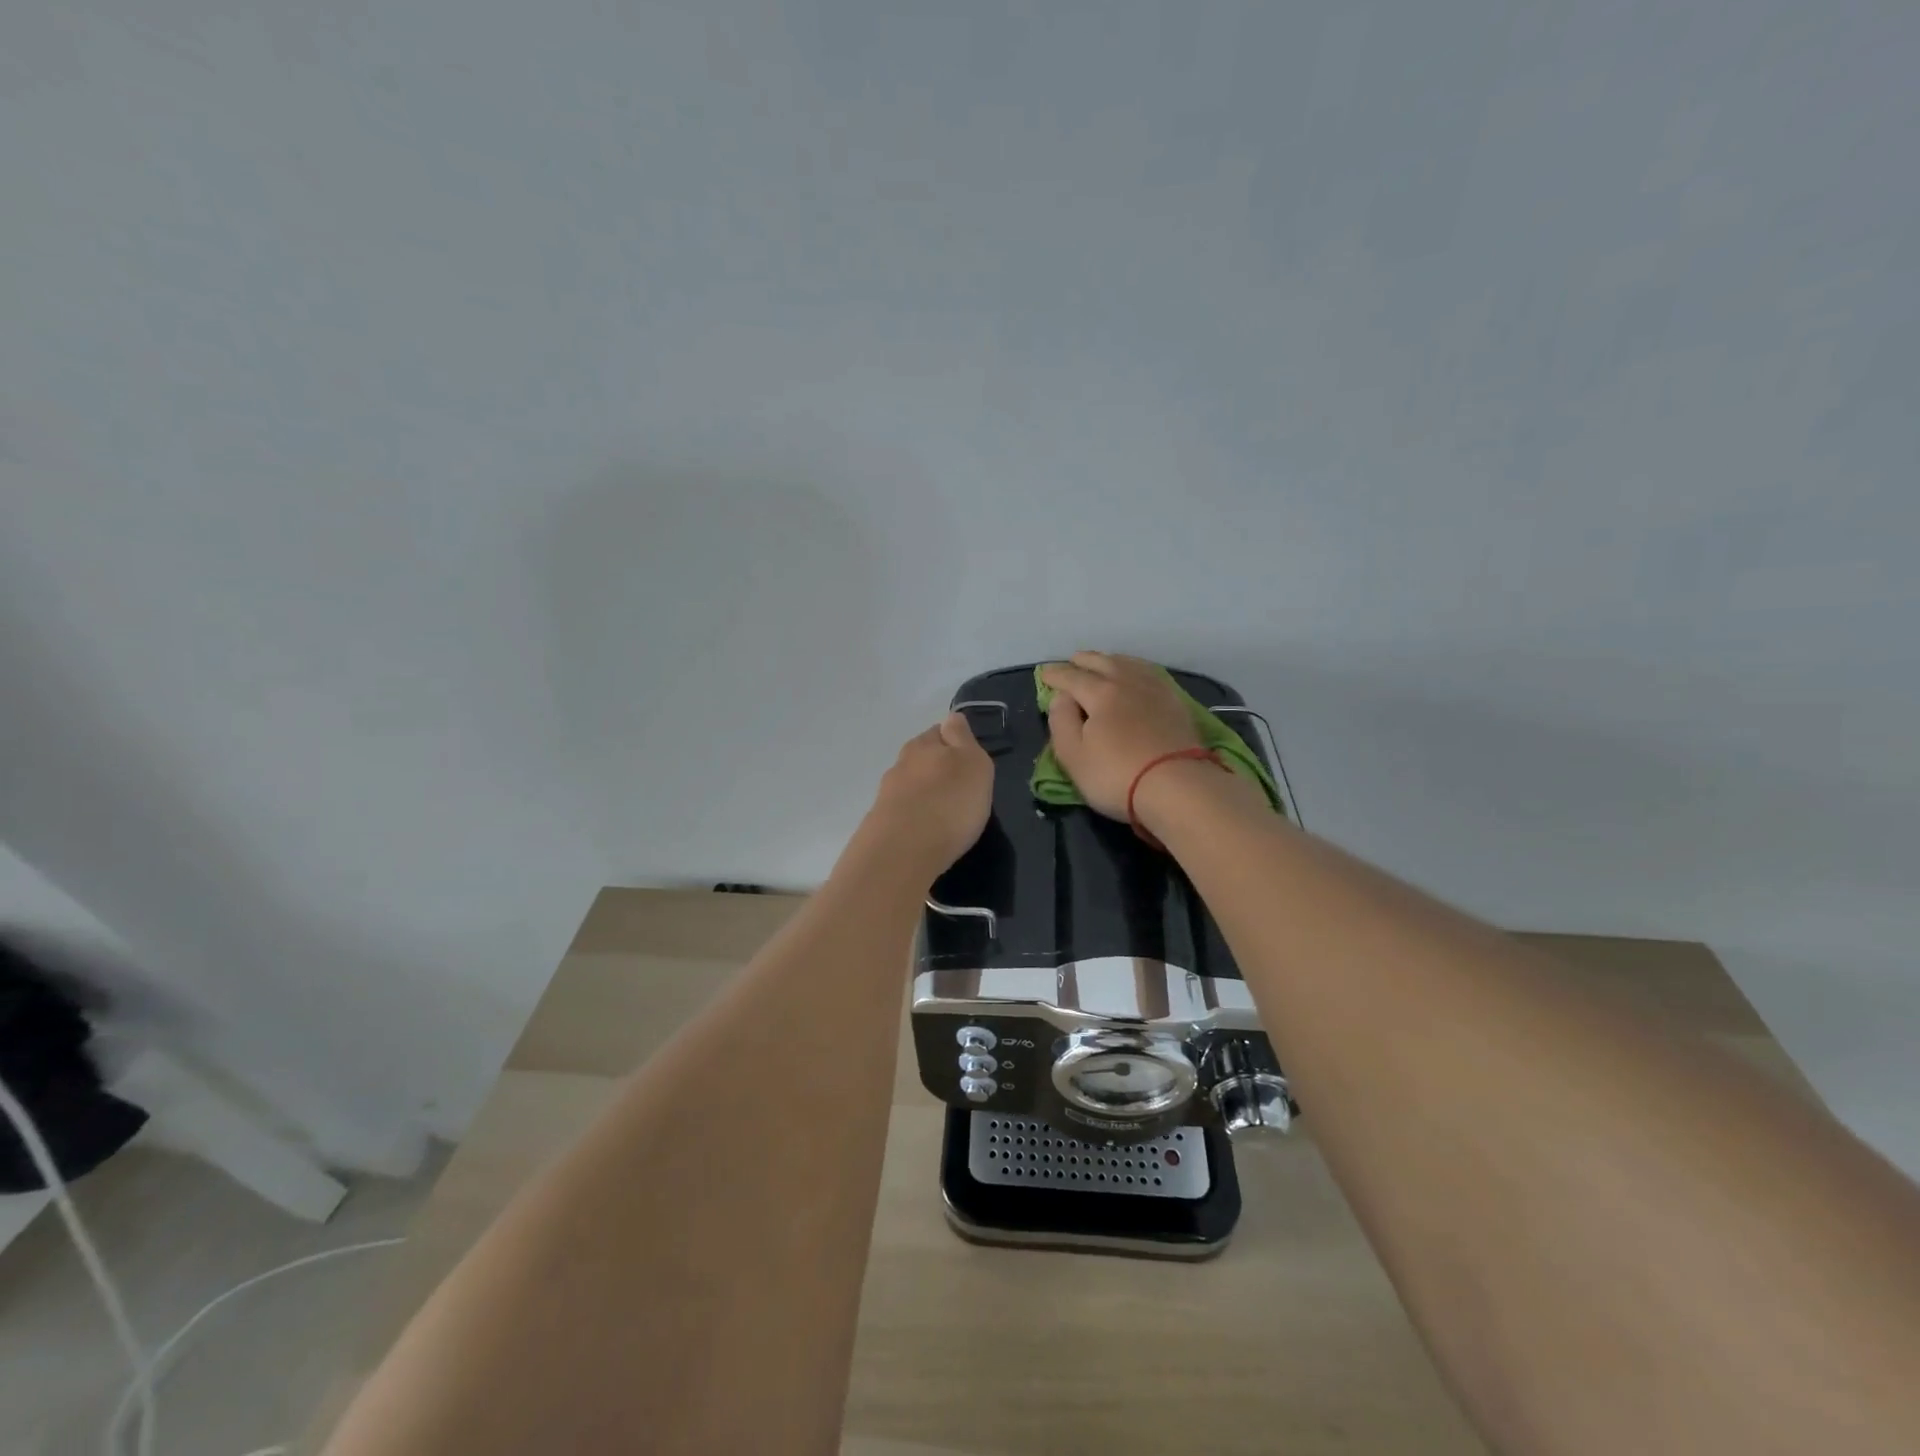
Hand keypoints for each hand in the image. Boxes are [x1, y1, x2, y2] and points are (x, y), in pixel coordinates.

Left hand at [863, 712, 993, 875]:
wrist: (902, 852)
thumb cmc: (948, 803)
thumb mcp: (972, 763)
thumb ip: (962, 738)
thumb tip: (951, 719)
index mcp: (923, 744)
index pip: (941, 731)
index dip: (955, 742)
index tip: (969, 761)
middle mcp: (901, 764)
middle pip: (922, 759)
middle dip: (937, 770)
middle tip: (959, 789)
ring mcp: (887, 795)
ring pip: (910, 786)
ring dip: (925, 795)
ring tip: (943, 815)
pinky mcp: (880, 824)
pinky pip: (903, 813)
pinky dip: (915, 818)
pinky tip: (926, 832)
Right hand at [1040, 652, 1203, 820]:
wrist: (1178, 787)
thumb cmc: (1117, 775)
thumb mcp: (1073, 756)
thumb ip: (1061, 721)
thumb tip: (1061, 697)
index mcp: (1100, 693)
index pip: (1072, 677)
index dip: (1056, 675)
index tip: (1044, 675)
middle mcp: (1127, 682)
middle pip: (1102, 662)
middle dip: (1083, 661)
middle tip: (1072, 661)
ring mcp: (1155, 690)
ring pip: (1128, 664)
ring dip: (1110, 660)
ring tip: (1102, 662)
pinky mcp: (1176, 703)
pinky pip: (1150, 673)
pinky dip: (1136, 668)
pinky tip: (1137, 675)